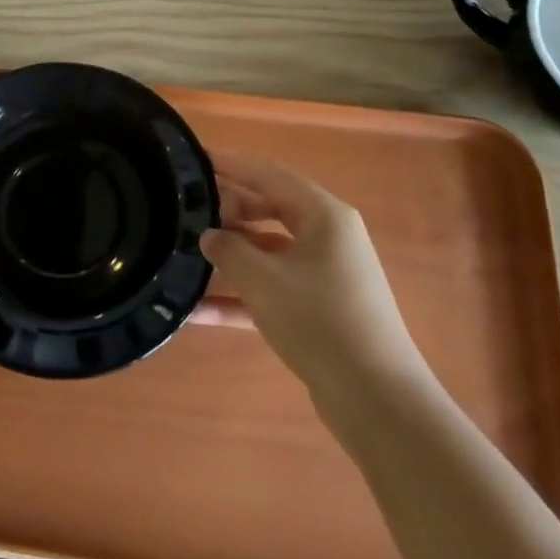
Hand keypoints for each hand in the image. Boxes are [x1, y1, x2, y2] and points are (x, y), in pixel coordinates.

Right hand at [201, 150, 430, 420]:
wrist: (376, 399)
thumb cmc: (319, 321)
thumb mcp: (262, 280)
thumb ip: (228, 249)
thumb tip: (209, 236)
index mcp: (324, 215)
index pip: (270, 174)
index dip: (232, 164)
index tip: (195, 159)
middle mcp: (328, 237)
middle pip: (268, 209)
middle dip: (227, 212)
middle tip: (184, 213)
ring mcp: (325, 275)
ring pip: (267, 252)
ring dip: (229, 257)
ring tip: (183, 257)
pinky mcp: (318, 310)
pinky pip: (272, 289)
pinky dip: (241, 296)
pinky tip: (198, 311)